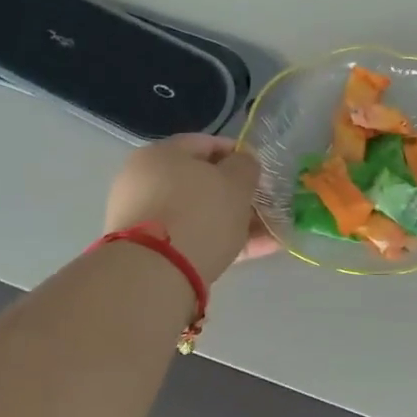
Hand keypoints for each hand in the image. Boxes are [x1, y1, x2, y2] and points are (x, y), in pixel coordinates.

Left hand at [103, 135, 279, 282]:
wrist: (155, 273)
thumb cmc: (200, 212)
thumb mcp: (236, 181)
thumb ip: (246, 166)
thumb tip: (243, 162)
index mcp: (161, 154)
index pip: (206, 144)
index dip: (239, 154)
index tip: (261, 172)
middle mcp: (146, 181)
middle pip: (203, 182)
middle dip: (238, 194)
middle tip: (265, 204)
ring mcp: (146, 218)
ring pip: (201, 213)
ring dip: (236, 220)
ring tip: (270, 233)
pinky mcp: (151, 250)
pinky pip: (194, 238)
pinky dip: (223, 241)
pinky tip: (258, 250)